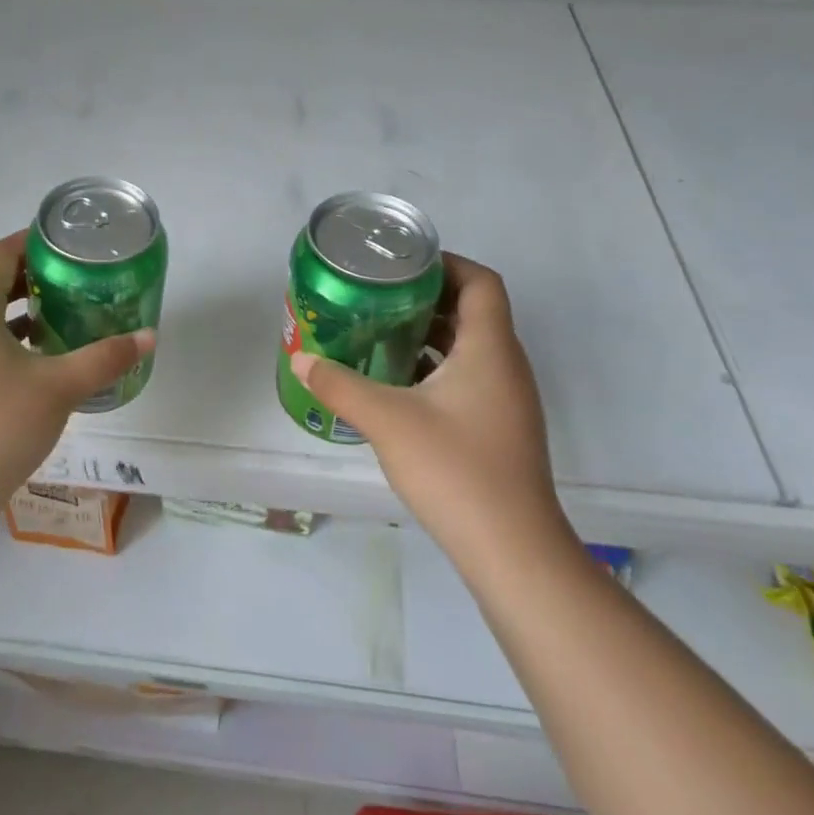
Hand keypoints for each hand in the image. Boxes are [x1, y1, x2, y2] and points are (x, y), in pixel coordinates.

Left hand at [0, 232, 155, 516]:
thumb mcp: (60, 388)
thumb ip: (105, 357)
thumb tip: (149, 336)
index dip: (26, 243)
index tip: (63, 245)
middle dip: (21, 268)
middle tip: (64, 273)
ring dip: (9, 299)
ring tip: (53, 305)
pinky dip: (1, 328)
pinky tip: (33, 349)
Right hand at [289, 254, 569, 559]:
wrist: (512, 551)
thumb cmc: (455, 470)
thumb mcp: (387, 420)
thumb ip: (340, 384)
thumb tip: (300, 359)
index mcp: (490, 348)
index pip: (481, 281)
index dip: (446, 263)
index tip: (402, 265)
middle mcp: (505, 365)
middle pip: (473, 310)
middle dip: (426, 297)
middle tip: (378, 295)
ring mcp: (506, 399)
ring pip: (469, 347)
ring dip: (429, 334)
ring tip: (379, 332)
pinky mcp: (499, 427)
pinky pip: (468, 377)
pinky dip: (435, 368)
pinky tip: (396, 384)